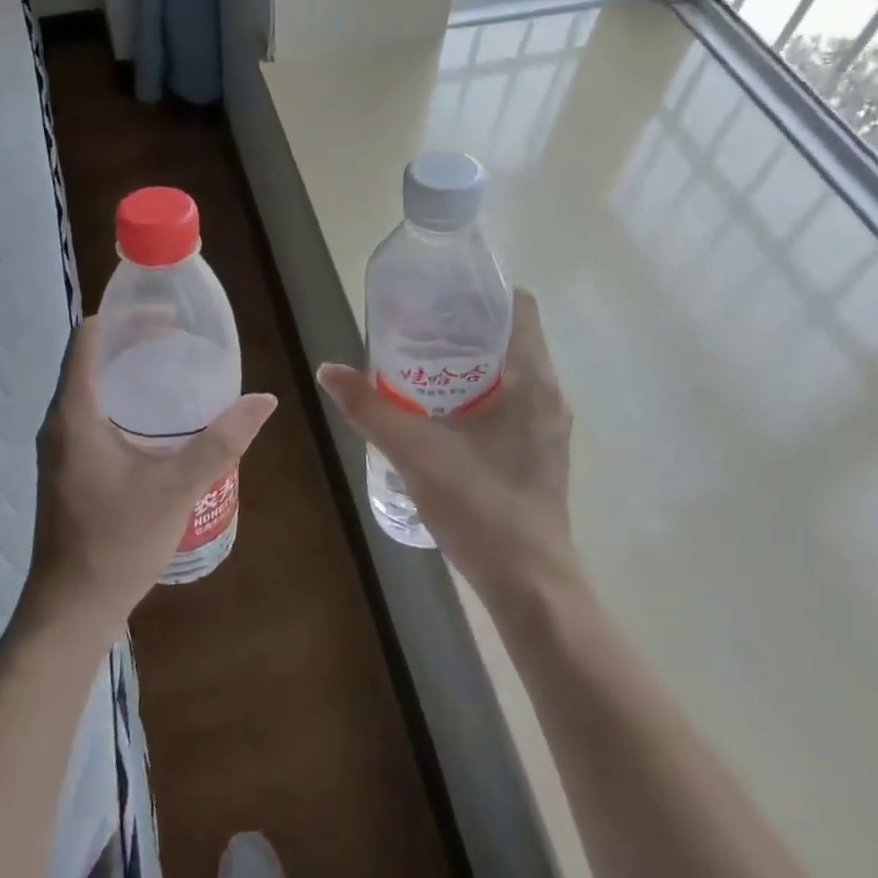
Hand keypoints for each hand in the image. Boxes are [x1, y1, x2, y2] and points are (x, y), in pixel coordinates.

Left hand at [25, 315, 276, 630]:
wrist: (70, 609)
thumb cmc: (117, 542)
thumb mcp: (177, 488)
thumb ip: (221, 441)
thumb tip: (264, 400)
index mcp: (75, 413)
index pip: (89, 338)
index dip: (125, 317)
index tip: (168, 317)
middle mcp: (59, 421)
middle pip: (92, 358)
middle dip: (134, 341)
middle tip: (182, 340)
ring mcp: (60, 446)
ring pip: (92, 387)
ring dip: (129, 371)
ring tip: (175, 370)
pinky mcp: (68, 467)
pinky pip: (93, 413)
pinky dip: (123, 400)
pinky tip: (159, 421)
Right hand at [318, 289, 574, 603]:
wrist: (529, 585)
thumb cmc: (481, 506)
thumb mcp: (416, 452)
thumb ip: (370, 409)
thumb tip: (328, 370)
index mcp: (533, 380)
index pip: (519, 307)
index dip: (482, 292)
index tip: (440, 294)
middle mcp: (548, 395)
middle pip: (510, 338)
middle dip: (465, 328)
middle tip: (416, 327)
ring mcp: (548, 427)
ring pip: (510, 374)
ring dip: (471, 364)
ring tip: (421, 365)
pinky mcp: (539, 453)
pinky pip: (511, 404)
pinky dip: (479, 395)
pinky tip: (441, 414)